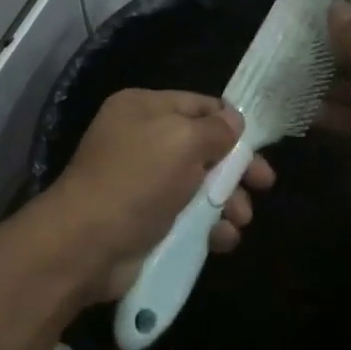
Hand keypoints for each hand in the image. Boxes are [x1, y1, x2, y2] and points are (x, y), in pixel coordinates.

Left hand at [40, 89, 275, 303]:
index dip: (230, 122)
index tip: (261, 144)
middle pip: (203, 147)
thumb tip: (233, 121)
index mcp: (143, 108)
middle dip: (235, 168)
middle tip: (264, 185)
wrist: (87, 245)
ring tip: (240, 219)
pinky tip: (222, 239)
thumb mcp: (182, 141)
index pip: (197, 105)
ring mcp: (144, 182)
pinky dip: (209, 227)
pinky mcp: (147, 220)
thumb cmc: (137, 181)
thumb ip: (214, 130)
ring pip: (200, 186)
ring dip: (227, 201)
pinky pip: (188, 217)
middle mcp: (142, 140)